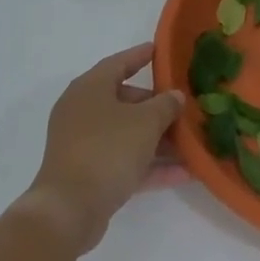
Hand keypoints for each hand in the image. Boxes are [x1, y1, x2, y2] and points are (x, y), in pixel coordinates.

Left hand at [22, 43, 184, 253]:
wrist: (69, 210)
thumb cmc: (107, 150)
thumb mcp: (145, 122)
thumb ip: (165, 105)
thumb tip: (175, 96)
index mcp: (90, 88)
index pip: (119, 63)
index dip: (140, 56)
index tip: (160, 51)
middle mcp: (83, 111)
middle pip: (125, 101)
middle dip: (156, 106)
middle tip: (183, 108)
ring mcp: (83, 144)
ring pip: (127, 134)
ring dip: (158, 139)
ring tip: (190, 143)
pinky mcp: (88, 175)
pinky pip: (125, 162)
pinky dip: (150, 165)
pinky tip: (184, 173)